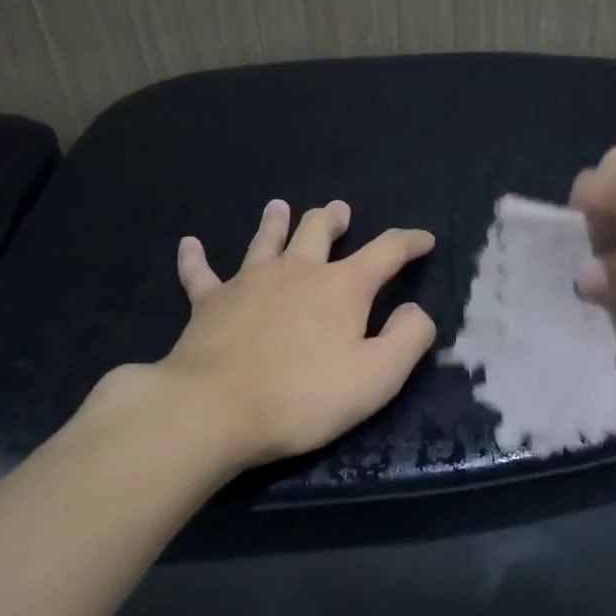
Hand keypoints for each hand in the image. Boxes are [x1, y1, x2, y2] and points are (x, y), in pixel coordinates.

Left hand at [89, 199, 436, 469]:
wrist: (214, 408)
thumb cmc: (303, 396)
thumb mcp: (377, 376)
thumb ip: (408, 338)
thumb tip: (416, 310)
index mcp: (343, 286)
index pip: (386, 251)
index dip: (409, 242)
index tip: (425, 239)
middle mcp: (298, 270)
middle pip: (317, 230)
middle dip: (333, 218)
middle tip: (340, 210)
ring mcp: (249, 281)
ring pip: (266, 240)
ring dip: (275, 222)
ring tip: (279, 206)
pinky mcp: (209, 302)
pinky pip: (200, 273)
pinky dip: (195, 258)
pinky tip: (189, 244)